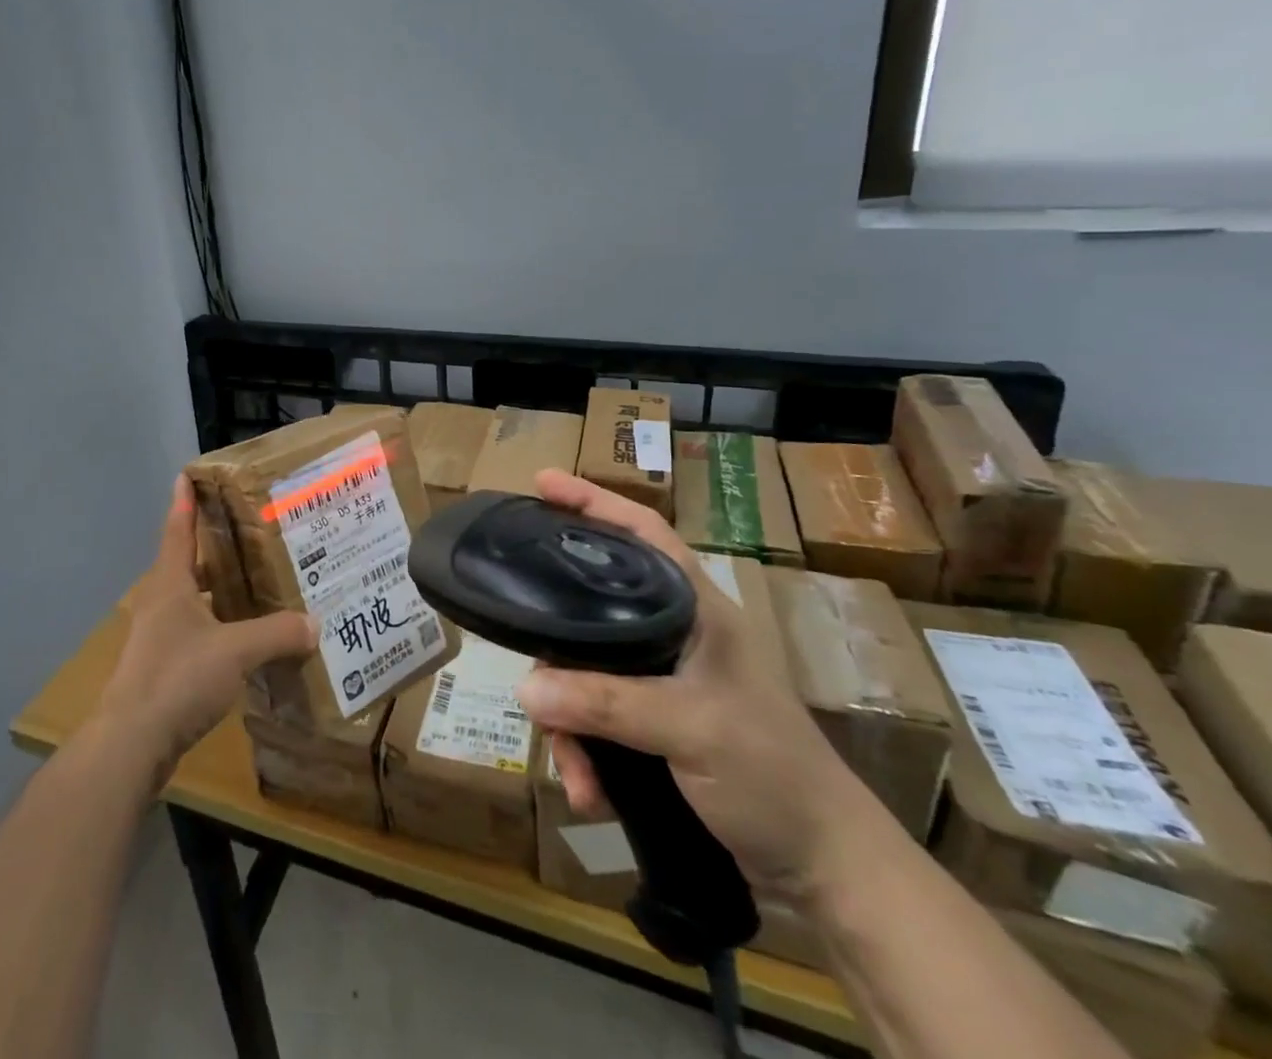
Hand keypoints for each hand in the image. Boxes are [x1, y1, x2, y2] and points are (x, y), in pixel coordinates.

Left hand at [97, 476, 317, 788]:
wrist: (131, 744)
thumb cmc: (178, 678)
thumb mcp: (236, 650)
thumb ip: (277, 634)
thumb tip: (316, 623)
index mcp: (170, 585)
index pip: (178, 530)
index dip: (184, 501)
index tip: (187, 474)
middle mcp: (161, 604)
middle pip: (187, 564)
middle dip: (213, 548)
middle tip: (248, 533)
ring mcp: (157, 638)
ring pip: (192, 601)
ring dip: (217, 591)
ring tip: (254, 584)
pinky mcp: (161, 669)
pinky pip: (195, 634)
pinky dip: (217, 627)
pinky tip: (243, 639)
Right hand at [513, 469, 878, 904]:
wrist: (825, 869)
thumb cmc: (772, 773)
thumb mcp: (690, 728)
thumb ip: (606, 703)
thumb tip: (524, 688)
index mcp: (696, 609)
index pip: (641, 532)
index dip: (593, 501)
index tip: (542, 482)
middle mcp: (675, 633)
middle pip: (592, 611)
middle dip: (557, 655)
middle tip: (531, 681)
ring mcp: (663, 679)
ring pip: (587, 672)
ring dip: (570, 724)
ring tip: (572, 768)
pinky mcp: (656, 722)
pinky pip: (597, 718)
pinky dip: (586, 752)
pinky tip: (589, 791)